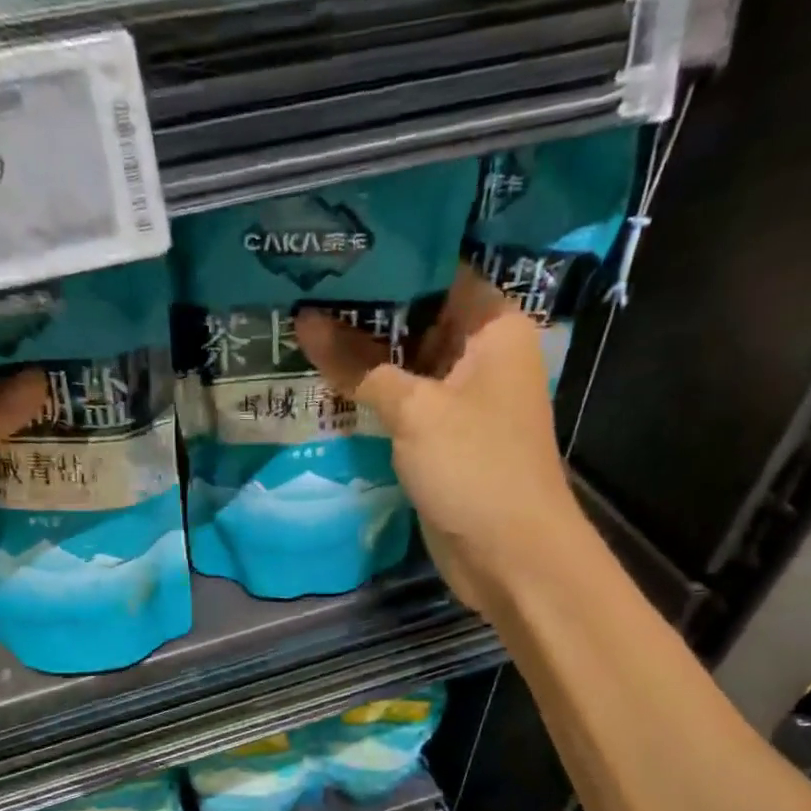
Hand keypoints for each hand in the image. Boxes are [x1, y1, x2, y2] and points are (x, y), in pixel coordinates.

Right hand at [295, 267, 575, 612]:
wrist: (509, 555)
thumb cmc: (475, 468)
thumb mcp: (415, 411)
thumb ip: (360, 365)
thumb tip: (304, 322)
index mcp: (492, 327)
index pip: (437, 271)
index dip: (385, 262)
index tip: (331, 255)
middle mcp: (480, 355)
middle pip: (417, 318)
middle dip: (364, 311)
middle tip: (302, 291)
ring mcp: (461, 400)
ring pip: (405, 365)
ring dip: (361, 357)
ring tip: (300, 329)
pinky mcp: (443, 439)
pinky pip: (403, 405)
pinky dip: (371, 397)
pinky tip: (324, 384)